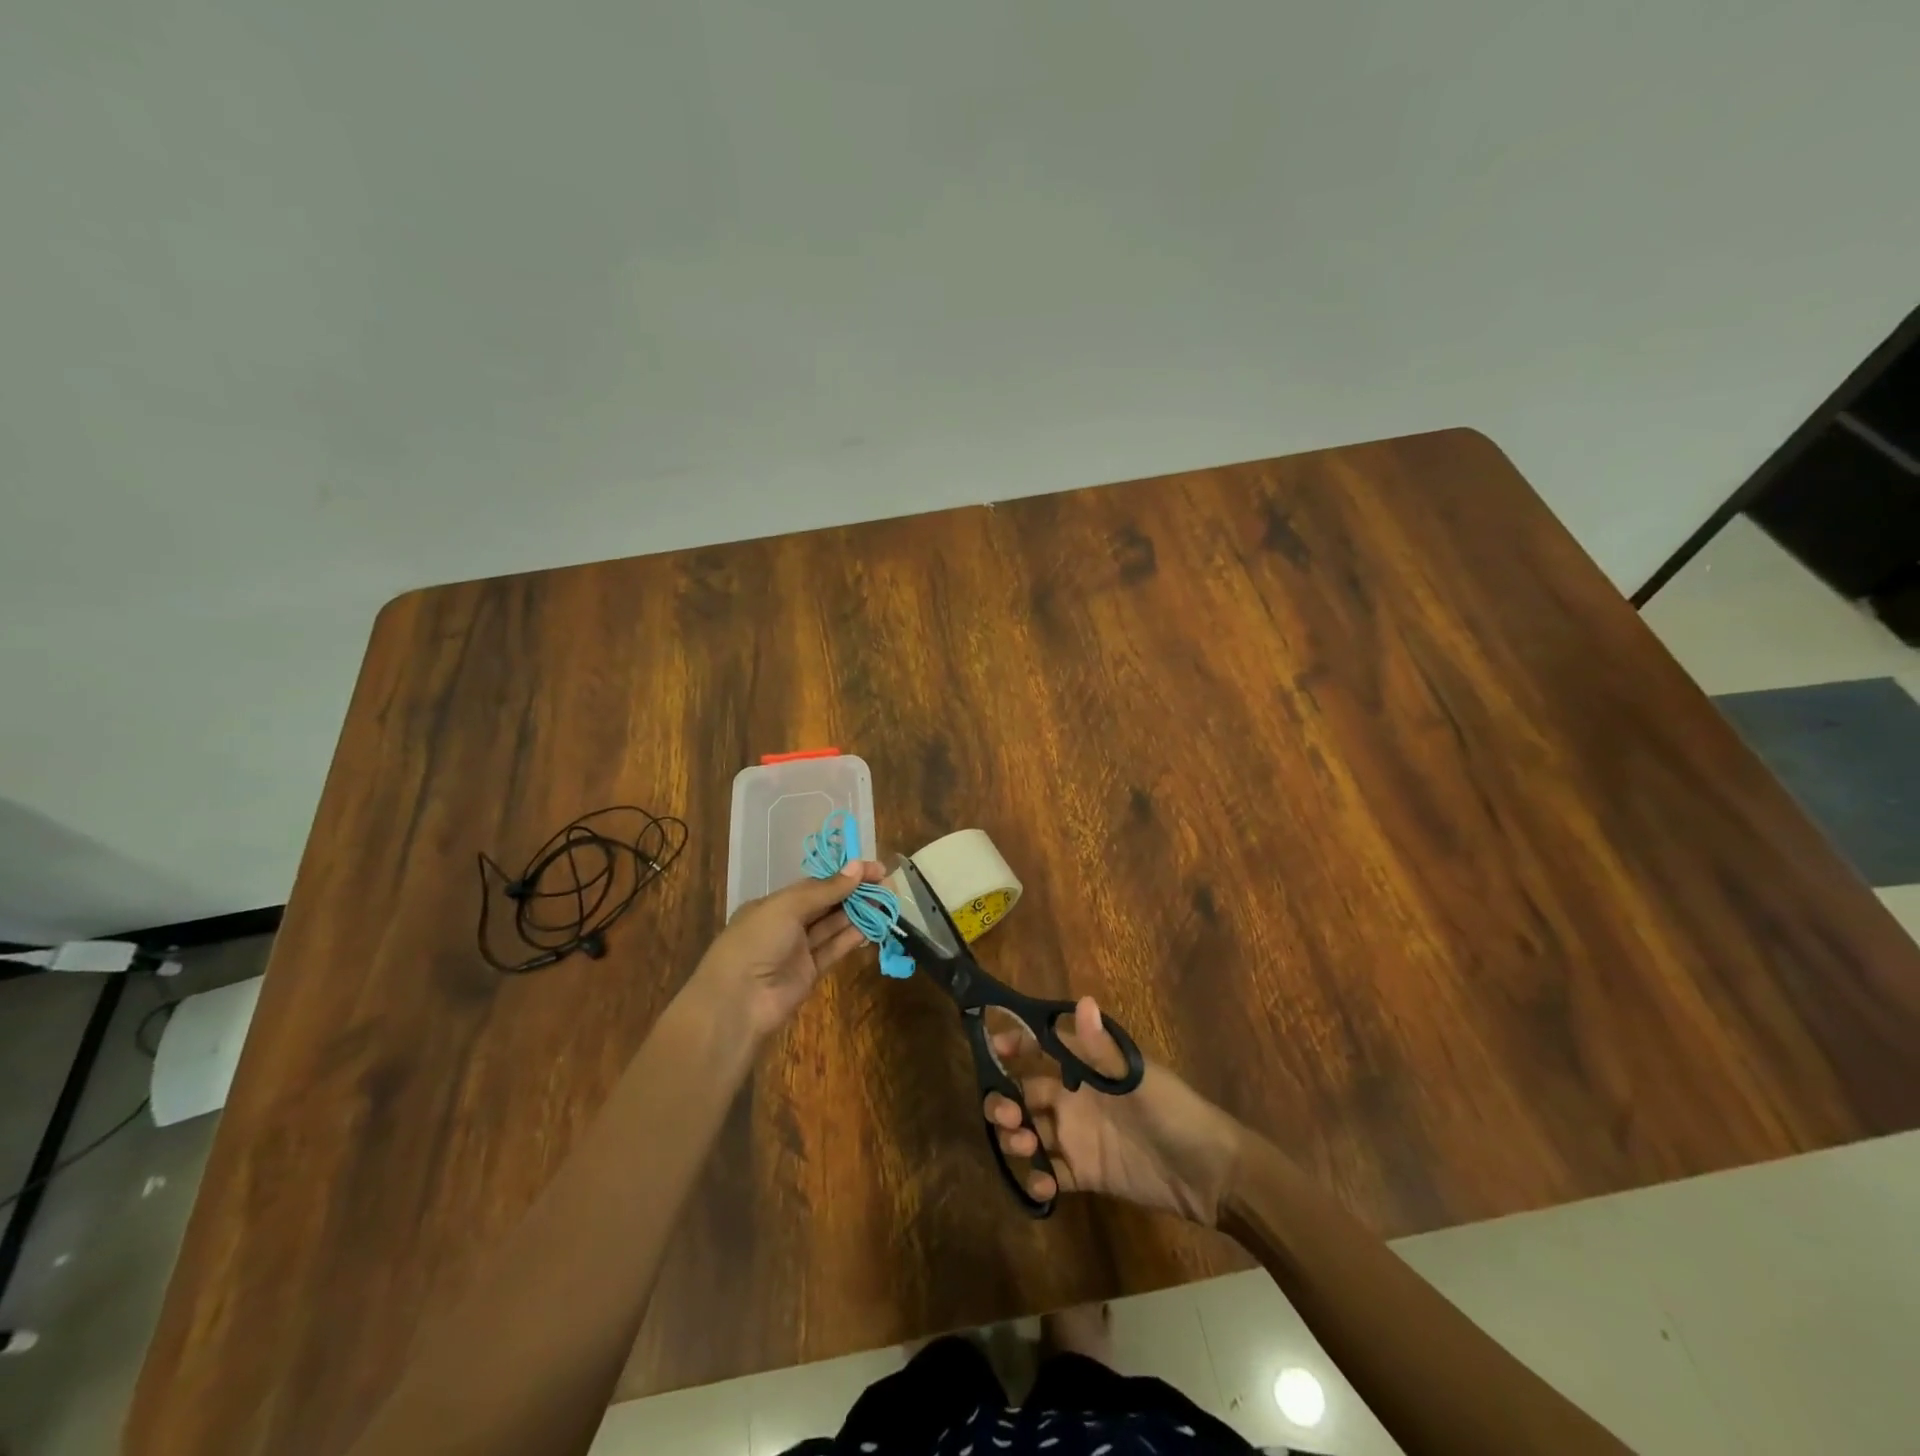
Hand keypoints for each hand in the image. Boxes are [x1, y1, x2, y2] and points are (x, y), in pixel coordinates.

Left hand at [691, 862, 883, 1041]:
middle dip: (855, 893)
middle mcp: (786, 924)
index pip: (815, 884)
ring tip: (886, 904)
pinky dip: (852, 938)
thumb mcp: (787, 907)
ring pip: (833, 926)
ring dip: (858, 914)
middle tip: (887, 886)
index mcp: (774, 904)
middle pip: (826, 904)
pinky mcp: (809, 973)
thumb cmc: (757, 942)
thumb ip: (825, 889)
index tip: (875, 869)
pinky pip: (834, 949)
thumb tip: (858, 867)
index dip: (845, 875)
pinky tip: (872, 927)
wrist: (738, 1002)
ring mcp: (798, 950)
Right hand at [983, 998, 1245, 1225]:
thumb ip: (1103, 1048)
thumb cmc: (1174, 1111)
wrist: (1211, 1174)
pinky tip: (1043, 1185)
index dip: (1017, 1043)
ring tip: (1023, 1146)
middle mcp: (1077, 1098)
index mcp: (1088, 1068)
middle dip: (1006, 1100)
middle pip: (1027, 1094)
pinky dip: (1039, 1179)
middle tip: (1003, 1114)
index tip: (992, 1048)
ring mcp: (1079, 1137)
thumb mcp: (1138, 1078)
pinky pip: (1052, 1174)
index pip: (1043, 1046)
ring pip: (1032, 1132)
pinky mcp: (1086, 1173)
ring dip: (1017, 1138)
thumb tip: (1082, 1000)